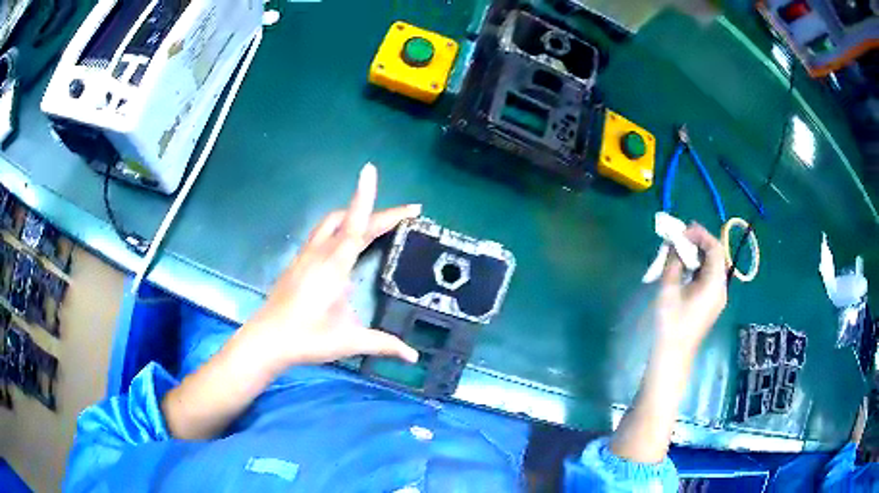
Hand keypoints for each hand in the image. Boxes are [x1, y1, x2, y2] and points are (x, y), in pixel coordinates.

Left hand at [244, 163, 419, 370]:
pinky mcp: (298, 263)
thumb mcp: (348, 342)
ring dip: (357, 215)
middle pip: (349, 219)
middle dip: (379, 212)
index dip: (364, 197)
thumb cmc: (306, 339)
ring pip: (332, 223)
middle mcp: (319, 254)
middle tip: (408, 213)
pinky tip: (349, 244)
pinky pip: (323, 234)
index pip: (354, 226)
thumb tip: (413, 356)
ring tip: (382, 223)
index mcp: (333, 267)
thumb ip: (383, 344)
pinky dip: (342, 227)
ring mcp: (306, 256)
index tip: (370, 170)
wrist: (266, 341)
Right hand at [655, 223, 727, 352]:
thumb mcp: (669, 289)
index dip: (701, 235)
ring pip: (712, 266)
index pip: (716, 249)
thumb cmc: (671, 323)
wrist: (673, 355)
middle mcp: (721, 288)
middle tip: (681, 237)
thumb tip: (674, 243)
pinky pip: (709, 277)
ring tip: (680, 249)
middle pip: (716, 256)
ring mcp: (717, 297)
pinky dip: (698, 267)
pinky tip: (684, 267)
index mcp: (715, 284)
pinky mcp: (711, 303)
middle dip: (699, 243)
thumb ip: (673, 262)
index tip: (683, 230)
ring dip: (698, 254)